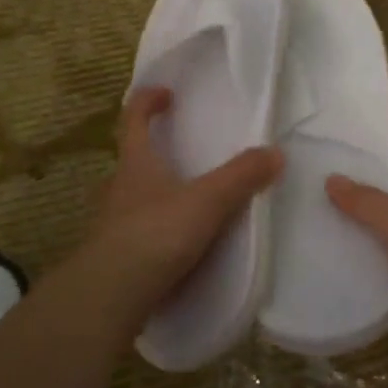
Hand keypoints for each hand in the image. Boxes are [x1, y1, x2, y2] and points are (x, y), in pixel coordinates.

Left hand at [88, 87, 282, 307]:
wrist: (112, 294)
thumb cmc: (156, 233)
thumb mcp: (208, 201)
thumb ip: (241, 176)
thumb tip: (275, 152)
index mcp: (136, 163)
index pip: (133, 119)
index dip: (146, 100)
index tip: (165, 93)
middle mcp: (119, 188)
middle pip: (131, 159)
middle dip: (152, 151)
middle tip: (179, 152)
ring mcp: (113, 223)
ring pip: (133, 198)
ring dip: (154, 193)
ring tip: (185, 201)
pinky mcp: (117, 256)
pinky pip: (138, 232)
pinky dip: (156, 230)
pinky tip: (177, 244)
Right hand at [326, 156, 387, 381]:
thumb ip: (362, 200)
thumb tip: (330, 179)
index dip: (366, 163)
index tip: (328, 162)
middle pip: (385, 208)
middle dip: (352, 208)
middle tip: (305, 203)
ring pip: (382, 247)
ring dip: (354, 247)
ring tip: (307, 238)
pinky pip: (384, 282)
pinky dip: (363, 281)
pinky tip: (326, 276)